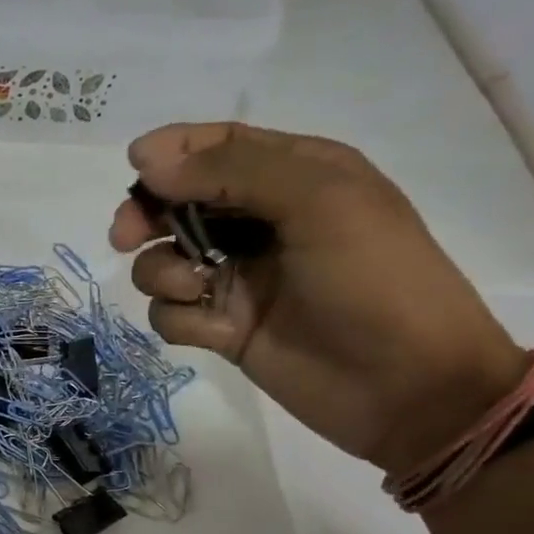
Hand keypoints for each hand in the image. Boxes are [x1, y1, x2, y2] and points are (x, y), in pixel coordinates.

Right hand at [112, 123, 527, 475]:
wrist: (407, 386)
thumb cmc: (375, 280)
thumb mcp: (319, 202)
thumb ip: (233, 171)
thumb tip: (148, 163)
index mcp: (296, 176)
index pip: (220, 147)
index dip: (173, 150)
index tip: (134, 165)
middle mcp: (261, 223)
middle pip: (180, 203)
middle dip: (148, 214)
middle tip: (126, 236)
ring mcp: (240, 279)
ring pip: (165, 261)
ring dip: (162, 271)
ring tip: (190, 287)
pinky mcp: (225, 329)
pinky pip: (173, 314)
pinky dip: (180, 317)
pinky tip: (212, 330)